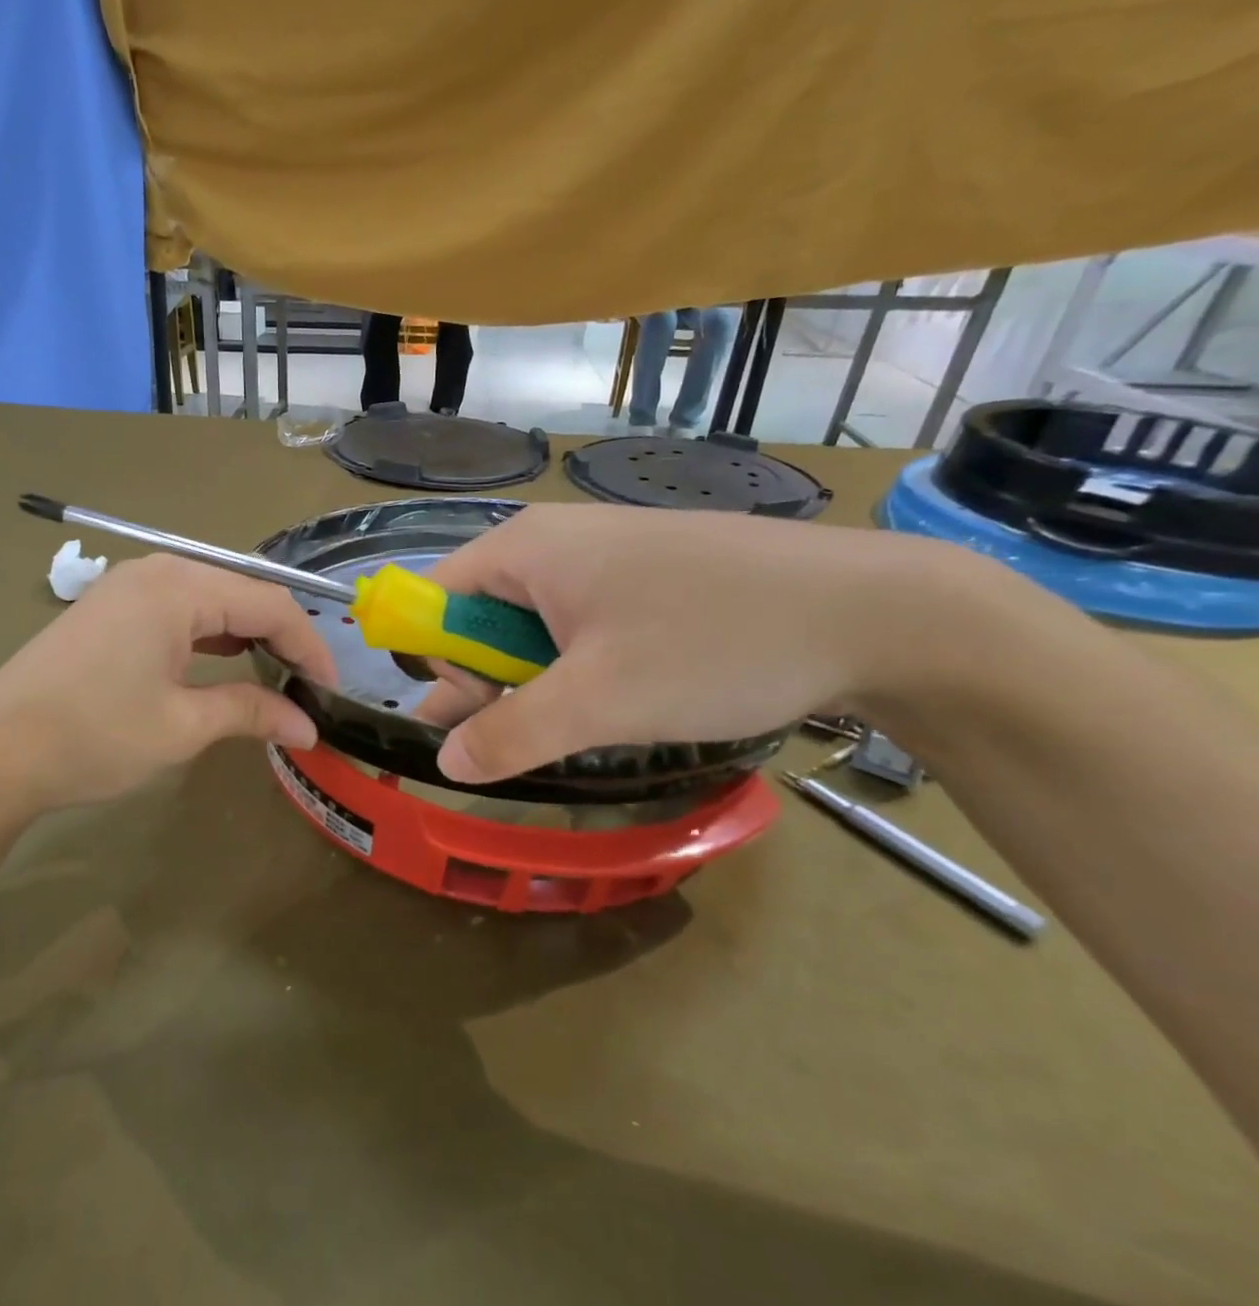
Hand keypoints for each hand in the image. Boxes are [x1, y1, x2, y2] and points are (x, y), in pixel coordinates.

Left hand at [0, 555, 335, 811]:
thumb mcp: (182, 726)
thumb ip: (251, 713)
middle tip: (308, 683)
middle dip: (282, 636)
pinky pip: (178, 611)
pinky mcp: (109, 610)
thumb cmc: (94, 736)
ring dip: (247, 634)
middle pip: (241, 593)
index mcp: (178, 587)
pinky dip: (210, 636)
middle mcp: (155, 572)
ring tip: (275, 675)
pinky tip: (223, 663)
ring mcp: (126, 588)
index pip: (268, 604)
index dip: (309, 645)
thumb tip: (308, 727)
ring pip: (210, 600)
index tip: (331, 689)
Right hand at [416, 504, 956, 783]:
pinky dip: (577, 672)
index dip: (433, 660)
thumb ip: (508, 734)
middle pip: (478, 617)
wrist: (874, 612)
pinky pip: (577, 628)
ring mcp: (603, 559)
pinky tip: (610, 705)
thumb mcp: (598, 701)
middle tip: (522, 739)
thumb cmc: (712, 644)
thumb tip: (445, 762)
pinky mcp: (643, 581)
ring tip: (570, 730)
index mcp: (523, 550)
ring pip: (531, 629)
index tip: (468, 714)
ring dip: (535, 685)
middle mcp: (553, 543)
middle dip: (486, 682)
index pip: (432, 599)